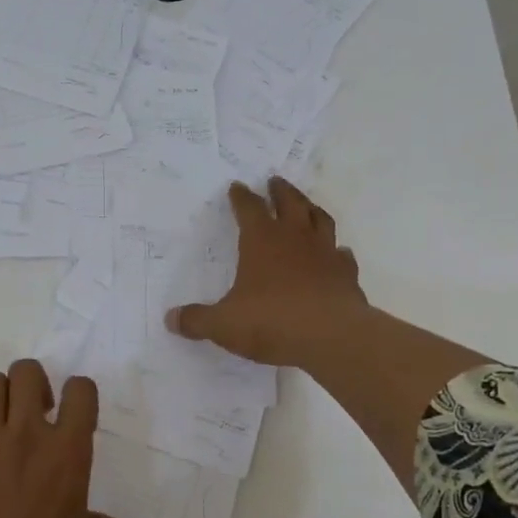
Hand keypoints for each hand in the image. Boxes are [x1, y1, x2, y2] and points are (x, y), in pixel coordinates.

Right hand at [166, 178, 368, 367]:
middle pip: (289, 202)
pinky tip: (336, 253)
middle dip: (280, 190)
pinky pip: (342, 255)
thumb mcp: (224, 324)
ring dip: (311, 209)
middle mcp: (295, 238)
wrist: (332, 337)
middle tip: (275, 181)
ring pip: (320, 220)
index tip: (237, 187)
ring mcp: (325, 253)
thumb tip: (171, 319)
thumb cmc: (272, 322)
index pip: (249, 208)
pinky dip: (337, 251)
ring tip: (306, 205)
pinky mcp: (346, 274)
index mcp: (261, 241)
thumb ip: (197, 320)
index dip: (241, 197)